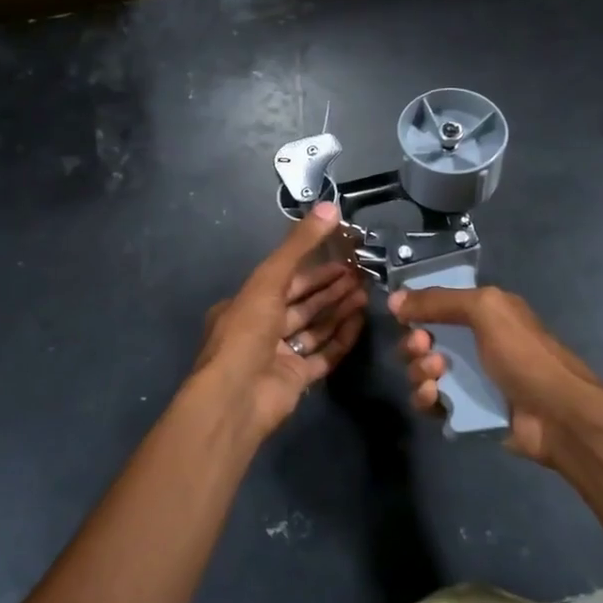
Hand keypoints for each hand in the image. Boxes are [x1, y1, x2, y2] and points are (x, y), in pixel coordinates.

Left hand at [193, 203, 366, 445]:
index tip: (342, 258)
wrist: (236, 396)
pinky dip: (341, 339)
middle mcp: (260, 329)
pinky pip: (323, 355)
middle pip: (302, 304)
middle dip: (330, 289)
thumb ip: (299, 245)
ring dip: (338, 311)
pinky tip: (360, 323)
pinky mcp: (296, 380)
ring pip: (314, 328)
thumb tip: (329, 206)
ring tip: (366, 294)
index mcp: (246, 305)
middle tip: (361, 275)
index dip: (314, 268)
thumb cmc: (247, 332)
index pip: (284, 280)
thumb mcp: (269, 279)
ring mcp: (279, 356)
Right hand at [387, 285, 602, 466]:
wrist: (556, 414)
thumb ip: (439, 301)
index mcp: (482, 314)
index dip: (416, 310)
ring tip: (436, 375)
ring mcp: (468, 378)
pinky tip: (434, 398)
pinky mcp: (464, 410)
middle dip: (413, 343)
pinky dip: (425, 399)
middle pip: (423, 340)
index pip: (436, 305)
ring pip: (422, 371)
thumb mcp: (486, 310)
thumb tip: (395, 298)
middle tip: (423, 348)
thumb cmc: (524, 355)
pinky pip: (430, 402)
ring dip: (418, 371)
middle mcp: (473, 343)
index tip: (402, 316)